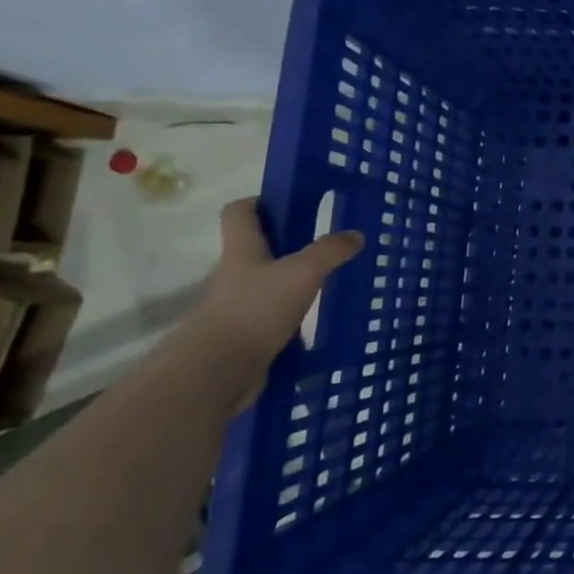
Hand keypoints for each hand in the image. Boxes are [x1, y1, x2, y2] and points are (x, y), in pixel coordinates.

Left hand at [190, 198, 364, 384]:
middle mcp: (235, 275)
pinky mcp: (244, 337)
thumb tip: (355, 235)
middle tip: (323, 245)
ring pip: (266, 285)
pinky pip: (271, 319)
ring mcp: (237, 308)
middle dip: (287, 245)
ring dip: (291, 283)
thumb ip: (330, 251)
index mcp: (242, 251)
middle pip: (256, 249)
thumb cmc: (256, 309)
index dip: (260, 202)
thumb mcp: (303, 273)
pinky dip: (291, 319)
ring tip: (327, 285)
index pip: (240, 212)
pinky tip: (316, 324)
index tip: (289, 203)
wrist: (218, 372)